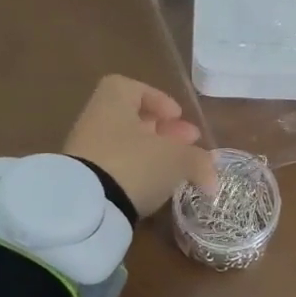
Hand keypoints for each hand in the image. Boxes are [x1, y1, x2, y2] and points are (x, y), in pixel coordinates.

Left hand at [64, 75, 217, 217]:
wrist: (86, 208)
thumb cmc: (134, 164)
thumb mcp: (176, 160)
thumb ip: (197, 161)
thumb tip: (212, 171)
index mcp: (113, 102)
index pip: (132, 88)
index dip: (158, 99)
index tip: (178, 116)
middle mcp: (95, 121)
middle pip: (132, 119)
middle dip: (164, 131)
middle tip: (189, 145)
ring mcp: (85, 152)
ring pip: (125, 146)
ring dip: (153, 154)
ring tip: (177, 170)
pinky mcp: (84, 182)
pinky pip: (116, 169)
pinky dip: (137, 174)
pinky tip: (155, 188)